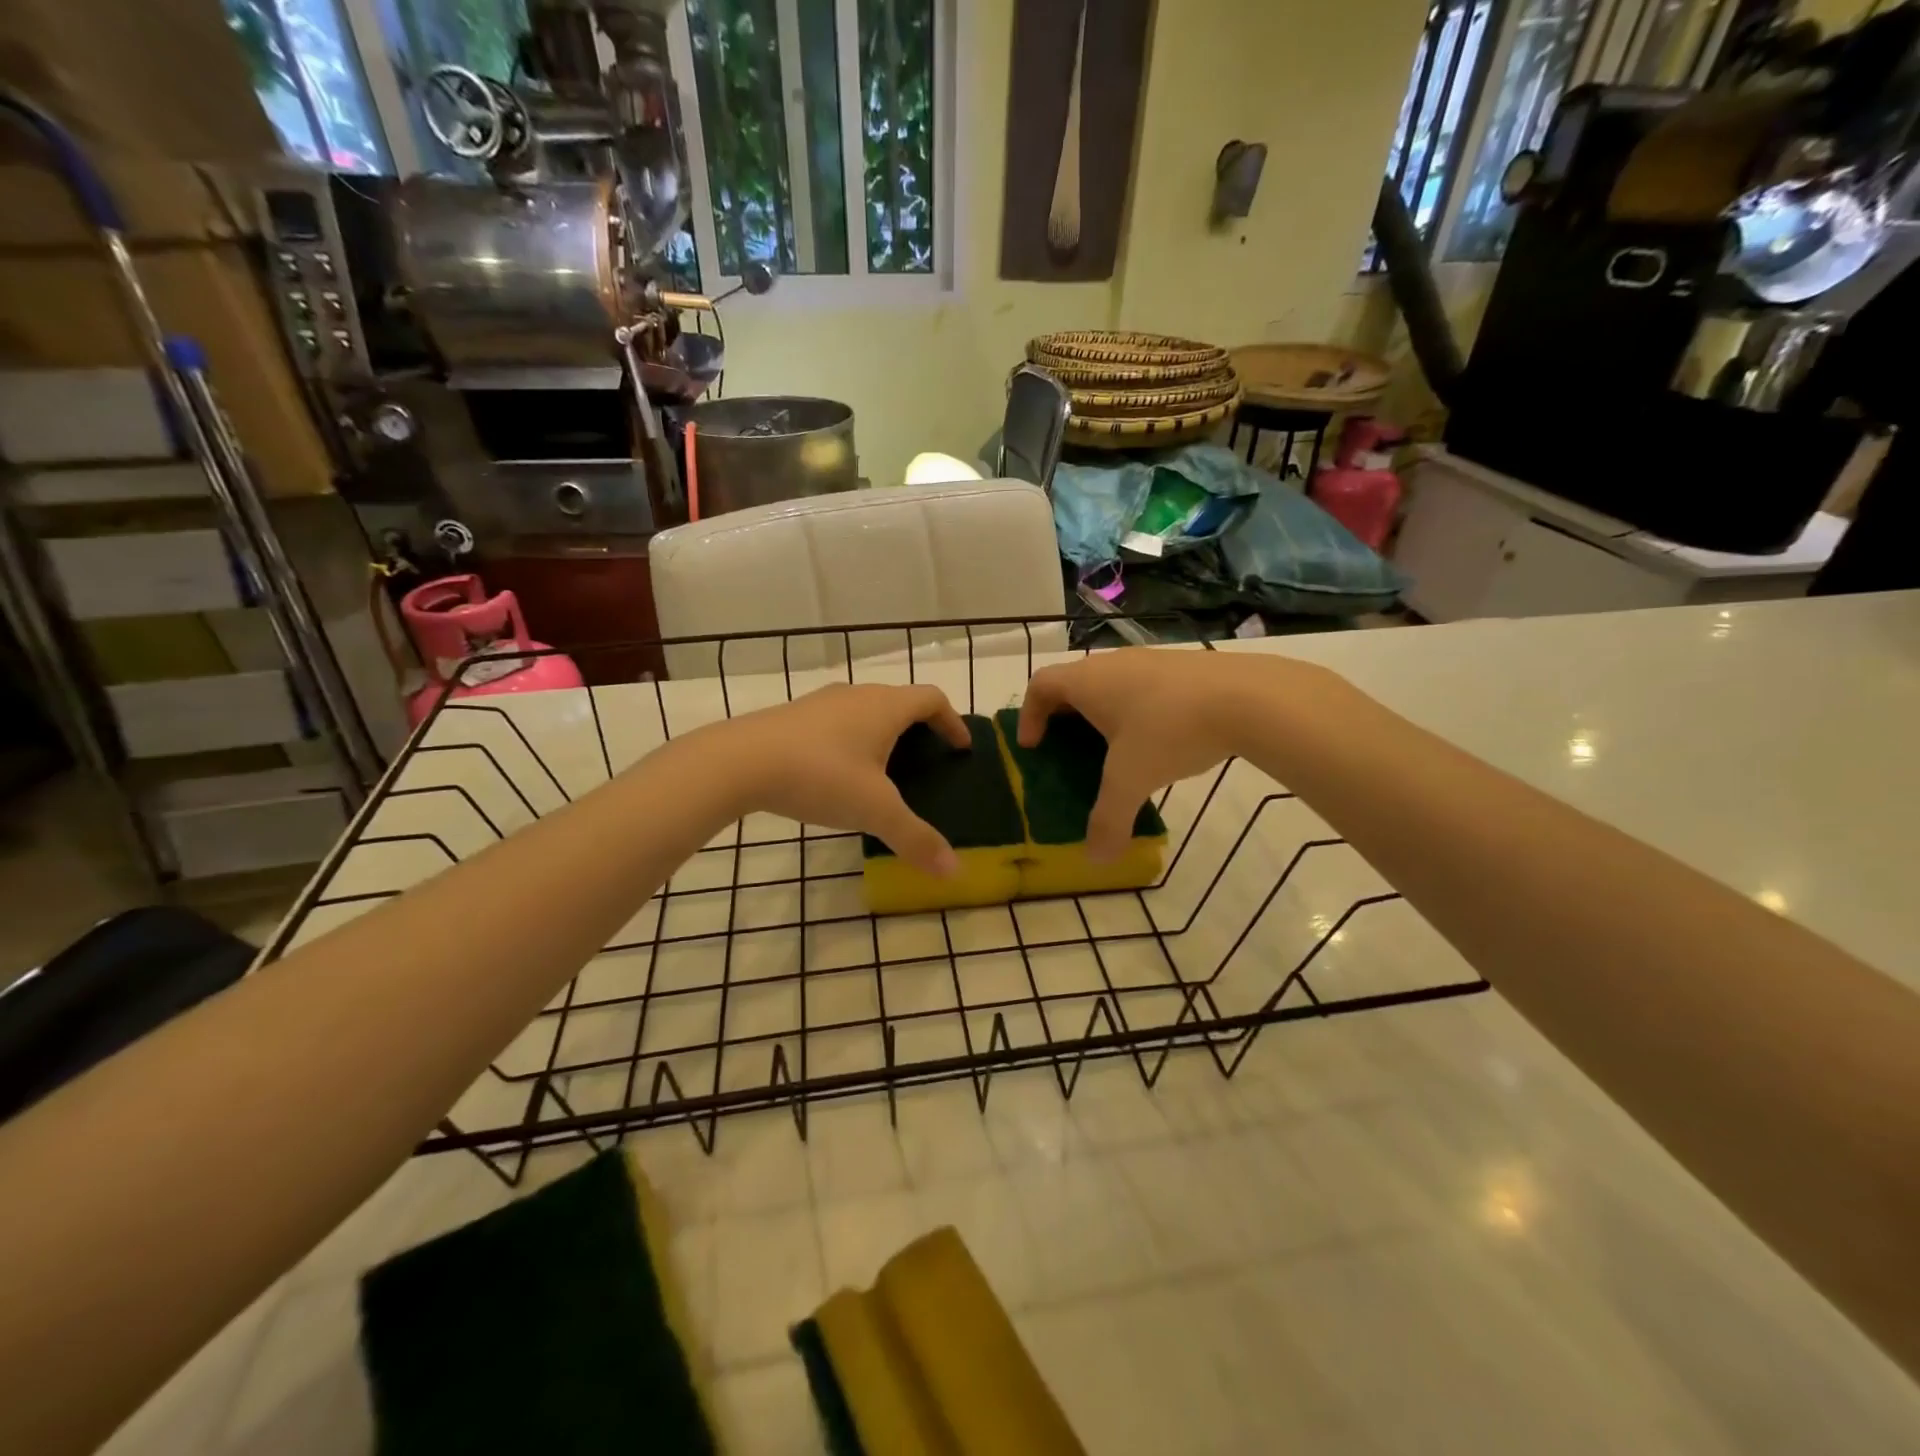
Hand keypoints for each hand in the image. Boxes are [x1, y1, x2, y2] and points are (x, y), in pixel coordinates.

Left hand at [711, 683, 969, 874]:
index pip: (932, 699)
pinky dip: (851, 740)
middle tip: (927, 761)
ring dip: (883, 733)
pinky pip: (837, 722)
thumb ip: (915, 838)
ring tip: (885, 770)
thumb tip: (954, 871)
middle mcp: (857, 695)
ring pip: (865, 710)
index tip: (961, 747)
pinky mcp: (793, 716)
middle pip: (900, 701)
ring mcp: (821, 702)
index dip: (952, 721)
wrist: (739, 761)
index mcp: (886, 707)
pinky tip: (839, 773)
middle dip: (920, 728)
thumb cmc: (820, 776)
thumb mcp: (874, 810)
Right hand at [1018, 649, 1306, 860]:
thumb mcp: (1132, 781)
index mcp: (1087, 682)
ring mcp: (1150, 660)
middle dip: (1065, 717)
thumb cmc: (1169, 730)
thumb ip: (1109, 820)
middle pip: (1074, 683)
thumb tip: (1096, 860)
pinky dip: (1137, 710)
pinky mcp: (1183, 667)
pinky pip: (1144, 686)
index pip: (1040, 685)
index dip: (1029, 715)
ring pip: (1112, 684)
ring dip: (1104, 713)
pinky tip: (1161, 740)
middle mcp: (1113, 663)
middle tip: (1068, 751)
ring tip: (1116, 750)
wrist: (1248, 697)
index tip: (1033, 746)